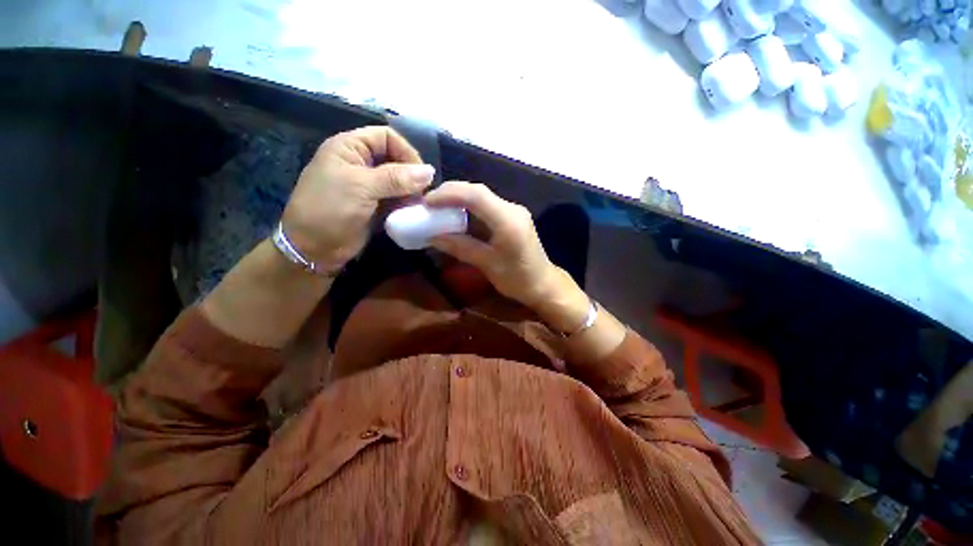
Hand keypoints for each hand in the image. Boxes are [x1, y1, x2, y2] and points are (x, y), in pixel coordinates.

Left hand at [281, 126, 434, 269]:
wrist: (314, 248)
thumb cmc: (330, 209)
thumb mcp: (362, 187)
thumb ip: (396, 178)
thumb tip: (430, 172)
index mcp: (350, 148)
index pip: (386, 136)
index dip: (405, 151)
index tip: (420, 174)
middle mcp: (361, 163)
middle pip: (396, 159)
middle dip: (410, 175)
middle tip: (421, 194)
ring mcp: (369, 186)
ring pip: (399, 181)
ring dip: (410, 192)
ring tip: (417, 205)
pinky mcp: (376, 205)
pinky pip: (397, 199)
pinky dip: (406, 204)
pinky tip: (411, 212)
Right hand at [424, 181, 560, 309]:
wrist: (543, 284)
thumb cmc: (518, 279)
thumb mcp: (487, 265)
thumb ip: (460, 247)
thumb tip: (431, 236)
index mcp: (508, 220)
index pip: (476, 195)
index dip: (449, 195)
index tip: (426, 202)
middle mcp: (512, 209)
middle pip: (478, 191)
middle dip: (450, 193)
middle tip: (428, 203)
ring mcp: (513, 211)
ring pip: (481, 196)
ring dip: (458, 199)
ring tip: (437, 208)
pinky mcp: (512, 217)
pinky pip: (486, 206)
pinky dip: (468, 208)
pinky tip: (455, 215)